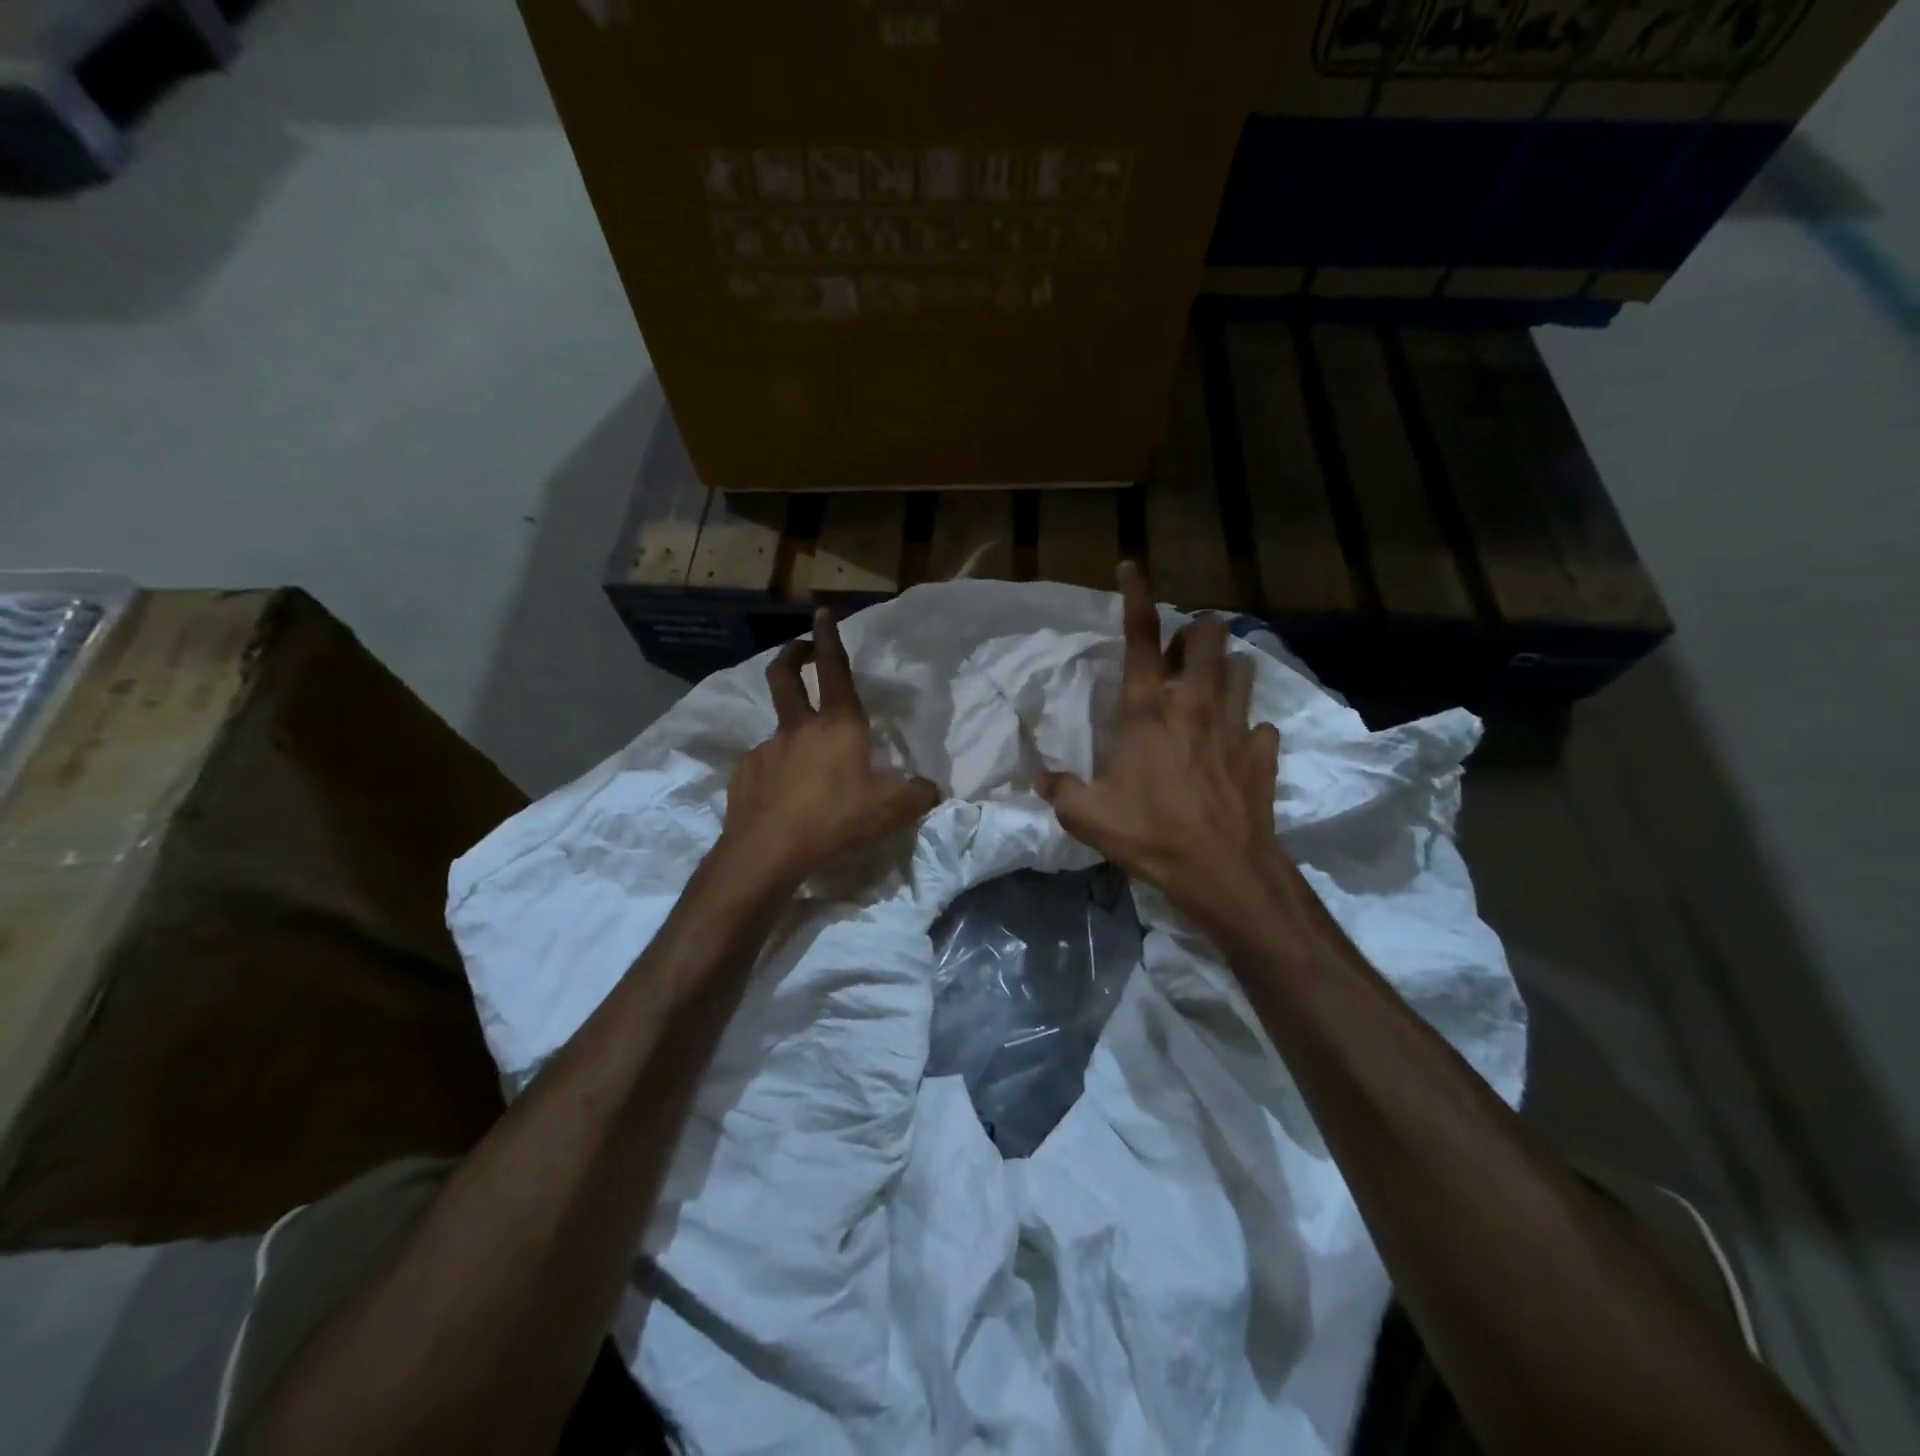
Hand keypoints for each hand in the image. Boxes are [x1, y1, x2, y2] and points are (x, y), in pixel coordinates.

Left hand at [720, 608, 939, 888]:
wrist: (770, 850)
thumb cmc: (836, 818)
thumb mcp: (892, 809)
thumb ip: (918, 794)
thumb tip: (931, 789)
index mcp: (838, 725)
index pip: (834, 669)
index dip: (830, 637)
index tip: (822, 612)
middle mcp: (799, 728)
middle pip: (785, 675)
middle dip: (793, 655)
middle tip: (800, 650)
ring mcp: (767, 749)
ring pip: (779, 728)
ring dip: (793, 732)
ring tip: (808, 766)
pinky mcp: (745, 774)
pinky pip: (765, 764)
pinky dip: (776, 771)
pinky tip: (784, 797)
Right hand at [1040, 563, 1286, 927]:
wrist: (1222, 870)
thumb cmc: (1150, 834)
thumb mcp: (1086, 816)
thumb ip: (1059, 789)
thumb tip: (1040, 778)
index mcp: (1147, 709)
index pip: (1139, 637)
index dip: (1134, 595)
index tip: (1131, 565)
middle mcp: (1193, 704)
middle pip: (1206, 638)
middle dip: (1197, 630)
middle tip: (1182, 646)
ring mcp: (1235, 726)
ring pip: (1241, 670)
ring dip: (1226, 667)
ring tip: (1212, 680)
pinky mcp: (1262, 753)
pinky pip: (1260, 726)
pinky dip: (1248, 727)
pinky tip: (1238, 742)